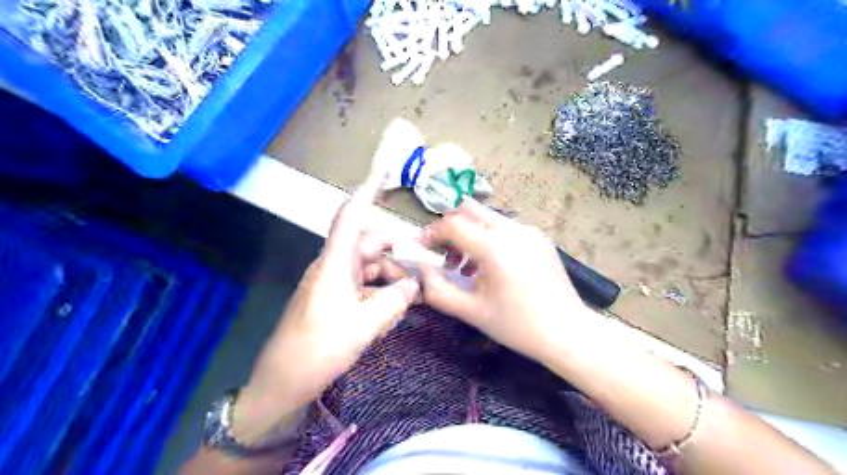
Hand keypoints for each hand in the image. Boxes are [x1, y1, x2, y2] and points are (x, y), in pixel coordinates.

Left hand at [231, 175, 419, 444]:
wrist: (282, 383)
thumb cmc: (318, 350)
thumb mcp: (364, 326)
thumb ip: (395, 301)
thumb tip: (415, 284)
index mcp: (334, 264)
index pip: (350, 217)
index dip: (366, 192)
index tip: (382, 172)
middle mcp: (334, 267)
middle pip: (371, 248)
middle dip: (396, 259)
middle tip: (421, 279)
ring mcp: (334, 284)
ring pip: (371, 270)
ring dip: (390, 283)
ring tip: (403, 307)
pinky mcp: (335, 300)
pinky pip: (364, 287)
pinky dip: (380, 295)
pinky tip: (388, 317)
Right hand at [421, 198, 590, 361]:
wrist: (569, 332)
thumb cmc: (518, 326)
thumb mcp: (472, 312)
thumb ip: (439, 290)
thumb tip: (421, 271)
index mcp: (495, 247)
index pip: (452, 224)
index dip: (431, 233)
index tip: (421, 248)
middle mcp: (512, 229)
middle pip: (469, 209)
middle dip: (449, 227)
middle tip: (444, 253)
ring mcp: (529, 230)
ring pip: (487, 216)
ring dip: (469, 232)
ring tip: (466, 265)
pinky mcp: (539, 237)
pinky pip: (505, 227)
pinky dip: (488, 237)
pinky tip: (491, 266)